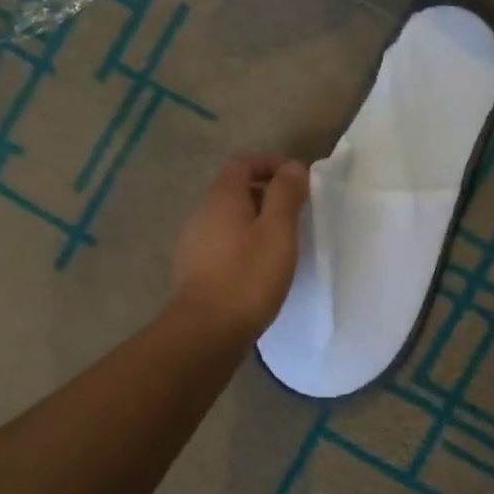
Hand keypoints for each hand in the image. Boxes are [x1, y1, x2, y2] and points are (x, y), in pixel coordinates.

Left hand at [172, 153, 309, 340]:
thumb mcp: (277, 231)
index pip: (243, 163)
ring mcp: (195, 243)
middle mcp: (202, 214)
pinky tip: (261, 266)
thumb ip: (285, 195)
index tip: (298, 179)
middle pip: (235, 190)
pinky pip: (224, 243)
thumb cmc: (248, 277)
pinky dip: (245, 243)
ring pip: (229, 219)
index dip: (271, 163)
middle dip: (266, 193)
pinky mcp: (196, 269)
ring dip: (256, 221)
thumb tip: (291, 167)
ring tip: (283, 242)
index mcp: (222, 198)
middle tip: (296, 212)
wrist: (207, 331)